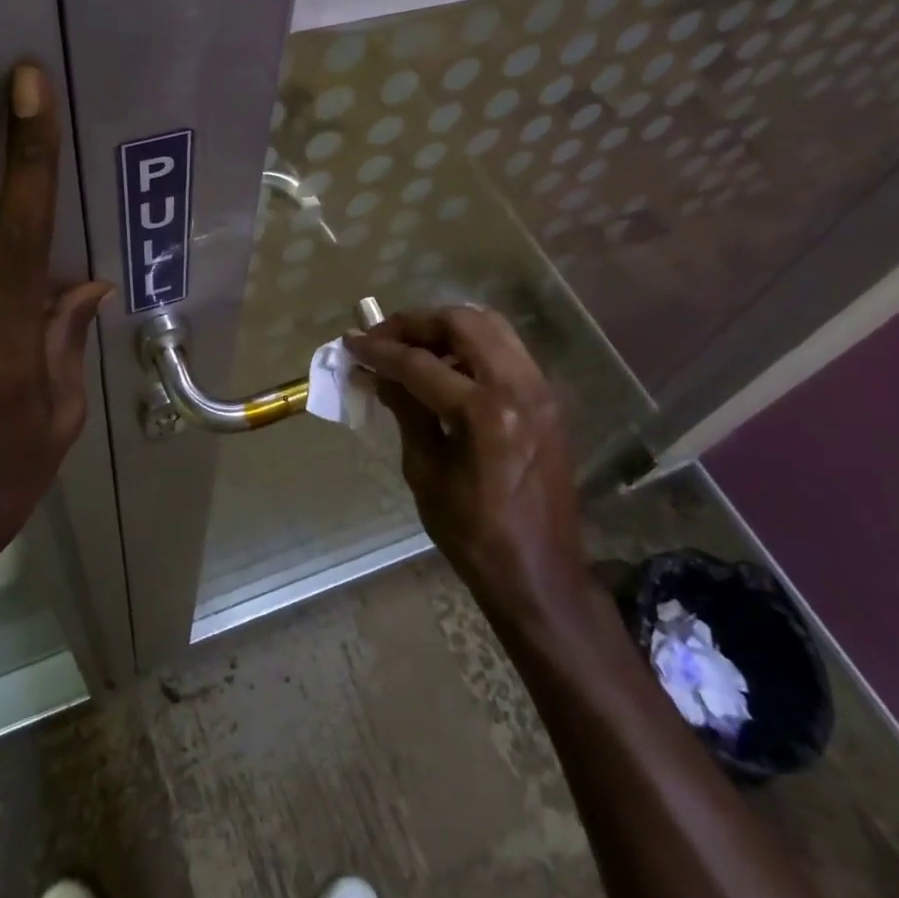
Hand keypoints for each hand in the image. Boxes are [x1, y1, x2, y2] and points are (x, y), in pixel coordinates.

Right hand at [347, 307, 590, 618]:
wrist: (541, 574)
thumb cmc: (475, 536)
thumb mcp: (426, 473)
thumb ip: (406, 412)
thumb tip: (379, 373)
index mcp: (485, 414)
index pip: (421, 364)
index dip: (380, 350)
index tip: (350, 342)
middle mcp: (519, 388)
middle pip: (462, 323)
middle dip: (415, 323)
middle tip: (382, 337)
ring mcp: (540, 389)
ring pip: (489, 325)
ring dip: (444, 328)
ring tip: (410, 346)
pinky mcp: (547, 398)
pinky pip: (504, 349)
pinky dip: (470, 344)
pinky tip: (444, 366)